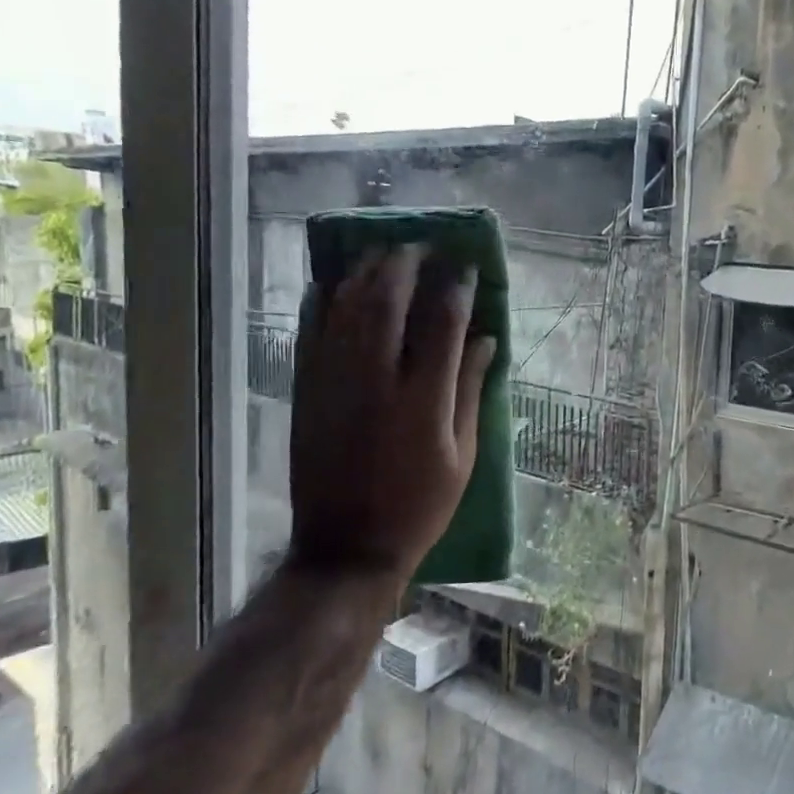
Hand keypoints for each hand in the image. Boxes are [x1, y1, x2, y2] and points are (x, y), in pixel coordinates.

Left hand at [287, 244, 496, 584]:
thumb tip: (486, 340)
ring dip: (365, 272)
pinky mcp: (307, 391)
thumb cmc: (419, 505)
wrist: (347, 546)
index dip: (456, 287)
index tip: (465, 266)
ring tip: (382, 251)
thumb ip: (472, 391)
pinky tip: (333, 282)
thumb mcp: (462, 455)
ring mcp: (335, 382)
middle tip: (420, 247)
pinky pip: (311, 332)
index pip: (443, 322)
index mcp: (425, 398)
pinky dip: (322, 301)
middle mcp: (378, 379)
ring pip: (347, 308)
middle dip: (406, 265)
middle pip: (389, 301)